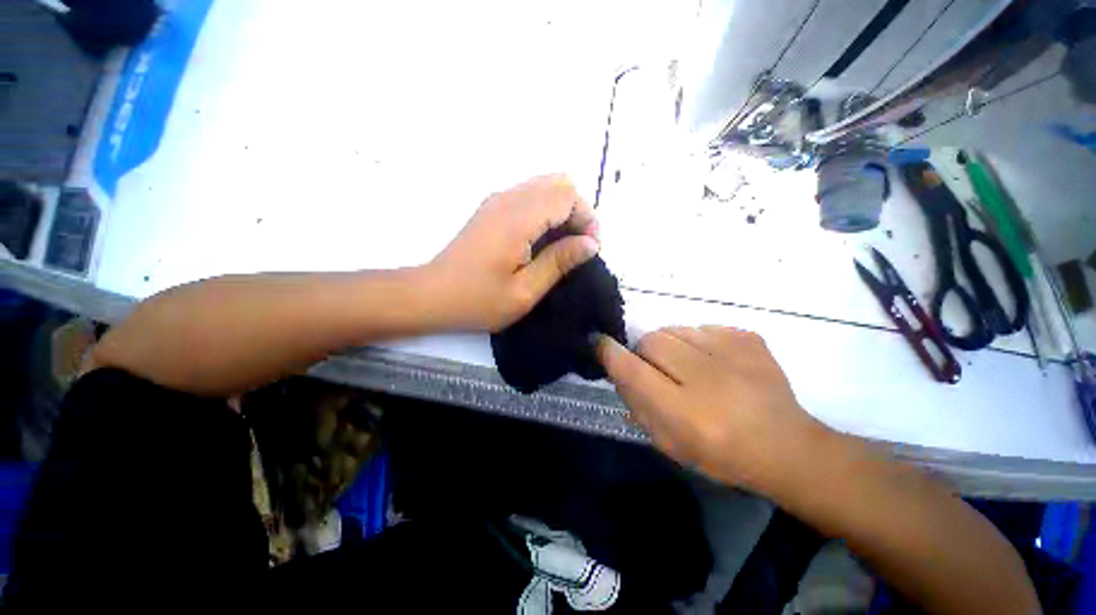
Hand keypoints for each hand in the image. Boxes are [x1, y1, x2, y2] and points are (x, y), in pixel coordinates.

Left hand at [426, 174, 599, 330]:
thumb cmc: (478, 300)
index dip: (587, 219)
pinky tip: (542, 240)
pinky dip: (546, 211)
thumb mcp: (525, 291)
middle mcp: (508, 199)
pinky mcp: (491, 208)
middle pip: (559, 183)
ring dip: (563, 211)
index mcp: (518, 219)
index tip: (589, 250)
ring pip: (545, 186)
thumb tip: (590, 244)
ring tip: (563, 245)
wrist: (431, 295)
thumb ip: (559, 262)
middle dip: (578, 211)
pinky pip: (529, 196)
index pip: (567, 196)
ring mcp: (497, 200)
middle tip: (578, 246)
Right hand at [596, 326, 827, 491]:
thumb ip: (635, 402)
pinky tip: (714, 363)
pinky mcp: (748, 337)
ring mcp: (732, 352)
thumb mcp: (667, 441)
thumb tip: (616, 366)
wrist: (786, 446)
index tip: (598, 343)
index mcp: (685, 412)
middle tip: (658, 370)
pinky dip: (697, 342)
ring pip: (674, 330)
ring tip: (689, 367)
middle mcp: (707, 378)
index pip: (632, 369)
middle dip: (645, 352)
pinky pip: (701, 327)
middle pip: (651, 340)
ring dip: (670, 346)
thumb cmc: (719, 454)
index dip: (609, 352)